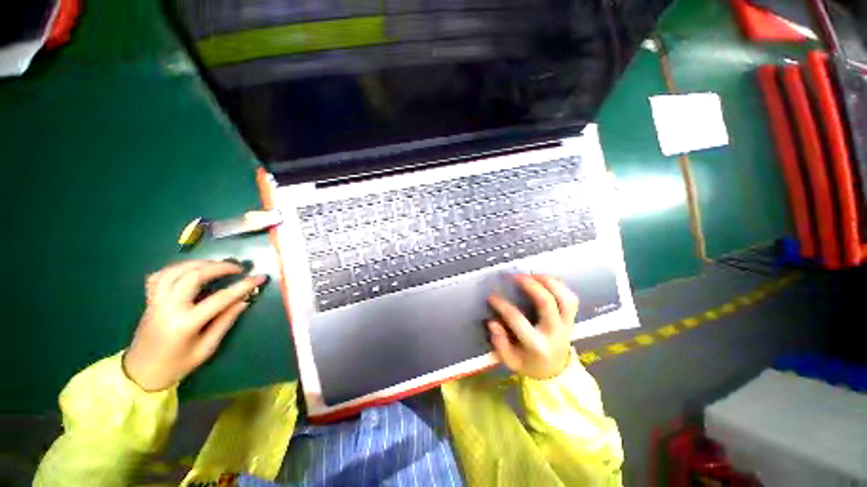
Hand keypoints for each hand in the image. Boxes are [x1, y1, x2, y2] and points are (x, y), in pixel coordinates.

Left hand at [123, 260, 266, 390]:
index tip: (260, 277)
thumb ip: (225, 322)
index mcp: (185, 323)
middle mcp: (168, 307)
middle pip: (194, 276)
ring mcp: (155, 301)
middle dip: (219, 267)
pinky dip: (177, 268)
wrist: (140, 373)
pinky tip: (190, 270)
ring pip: (176, 270)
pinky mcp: (149, 300)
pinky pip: (160, 275)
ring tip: (217, 265)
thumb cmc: (176, 365)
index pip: (220, 298)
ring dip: (199, 263)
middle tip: (238, 267)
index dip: (243, 286)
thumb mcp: (206, 348)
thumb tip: (243, 301)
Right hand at [487, 274, 578, 379]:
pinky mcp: (572, 319)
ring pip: (564, 298)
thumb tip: (493, 323)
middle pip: (547, 303)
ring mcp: (566, 325)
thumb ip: (500, 344)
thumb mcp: (511, 361)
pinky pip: (571, 298)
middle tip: (515, 276)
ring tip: (532, 274)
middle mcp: (554, 333)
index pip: (517, 320)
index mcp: (537, 345)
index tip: (492, 297)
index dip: (502, 306)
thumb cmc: (530, 364)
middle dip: (530, 285)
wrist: (555, 372)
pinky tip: (545, 280)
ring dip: (548, 282)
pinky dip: (560, 286)